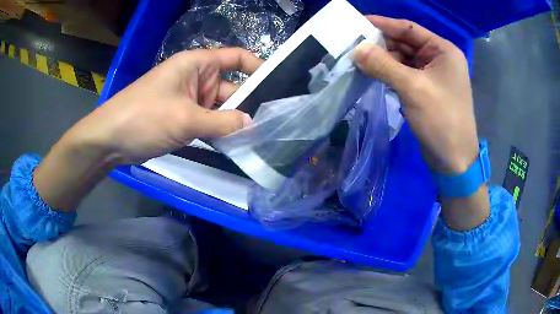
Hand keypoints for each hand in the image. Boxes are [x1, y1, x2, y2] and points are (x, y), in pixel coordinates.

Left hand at [68, 48, 261, 164]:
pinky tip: (237, 143)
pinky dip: (220, 132)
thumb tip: (252, 124)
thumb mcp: (185, 118)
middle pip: (231, 87)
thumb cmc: (144, 117)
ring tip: (261, 136)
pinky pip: (209, 122)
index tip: (278, 84)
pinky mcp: (183, 119)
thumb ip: (221, 122)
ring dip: (234, 122)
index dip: (258, 67)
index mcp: (197, 64)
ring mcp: (190, 100)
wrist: (111, 139)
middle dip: (248, 104)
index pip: (236, 58)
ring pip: (220, 109)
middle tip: (273, 123)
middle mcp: (197, 79)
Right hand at [354, 16, 477, 174]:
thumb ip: (384, 65)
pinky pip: (405, 74)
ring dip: (383, 59)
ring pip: (404, 59)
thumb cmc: (441, 120)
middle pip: (406, 43)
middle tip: (353, 43)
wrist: (454, 160)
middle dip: (381, 44)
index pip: (409, 29)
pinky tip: (372, 73)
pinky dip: (389, 73)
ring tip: (358, 59)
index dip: (383, 24)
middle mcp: (439, 58)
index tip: (357, 22)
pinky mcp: (426, 90)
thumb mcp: (413, 88)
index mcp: (443, 50)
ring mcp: (433, 75)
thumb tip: (356, 49)